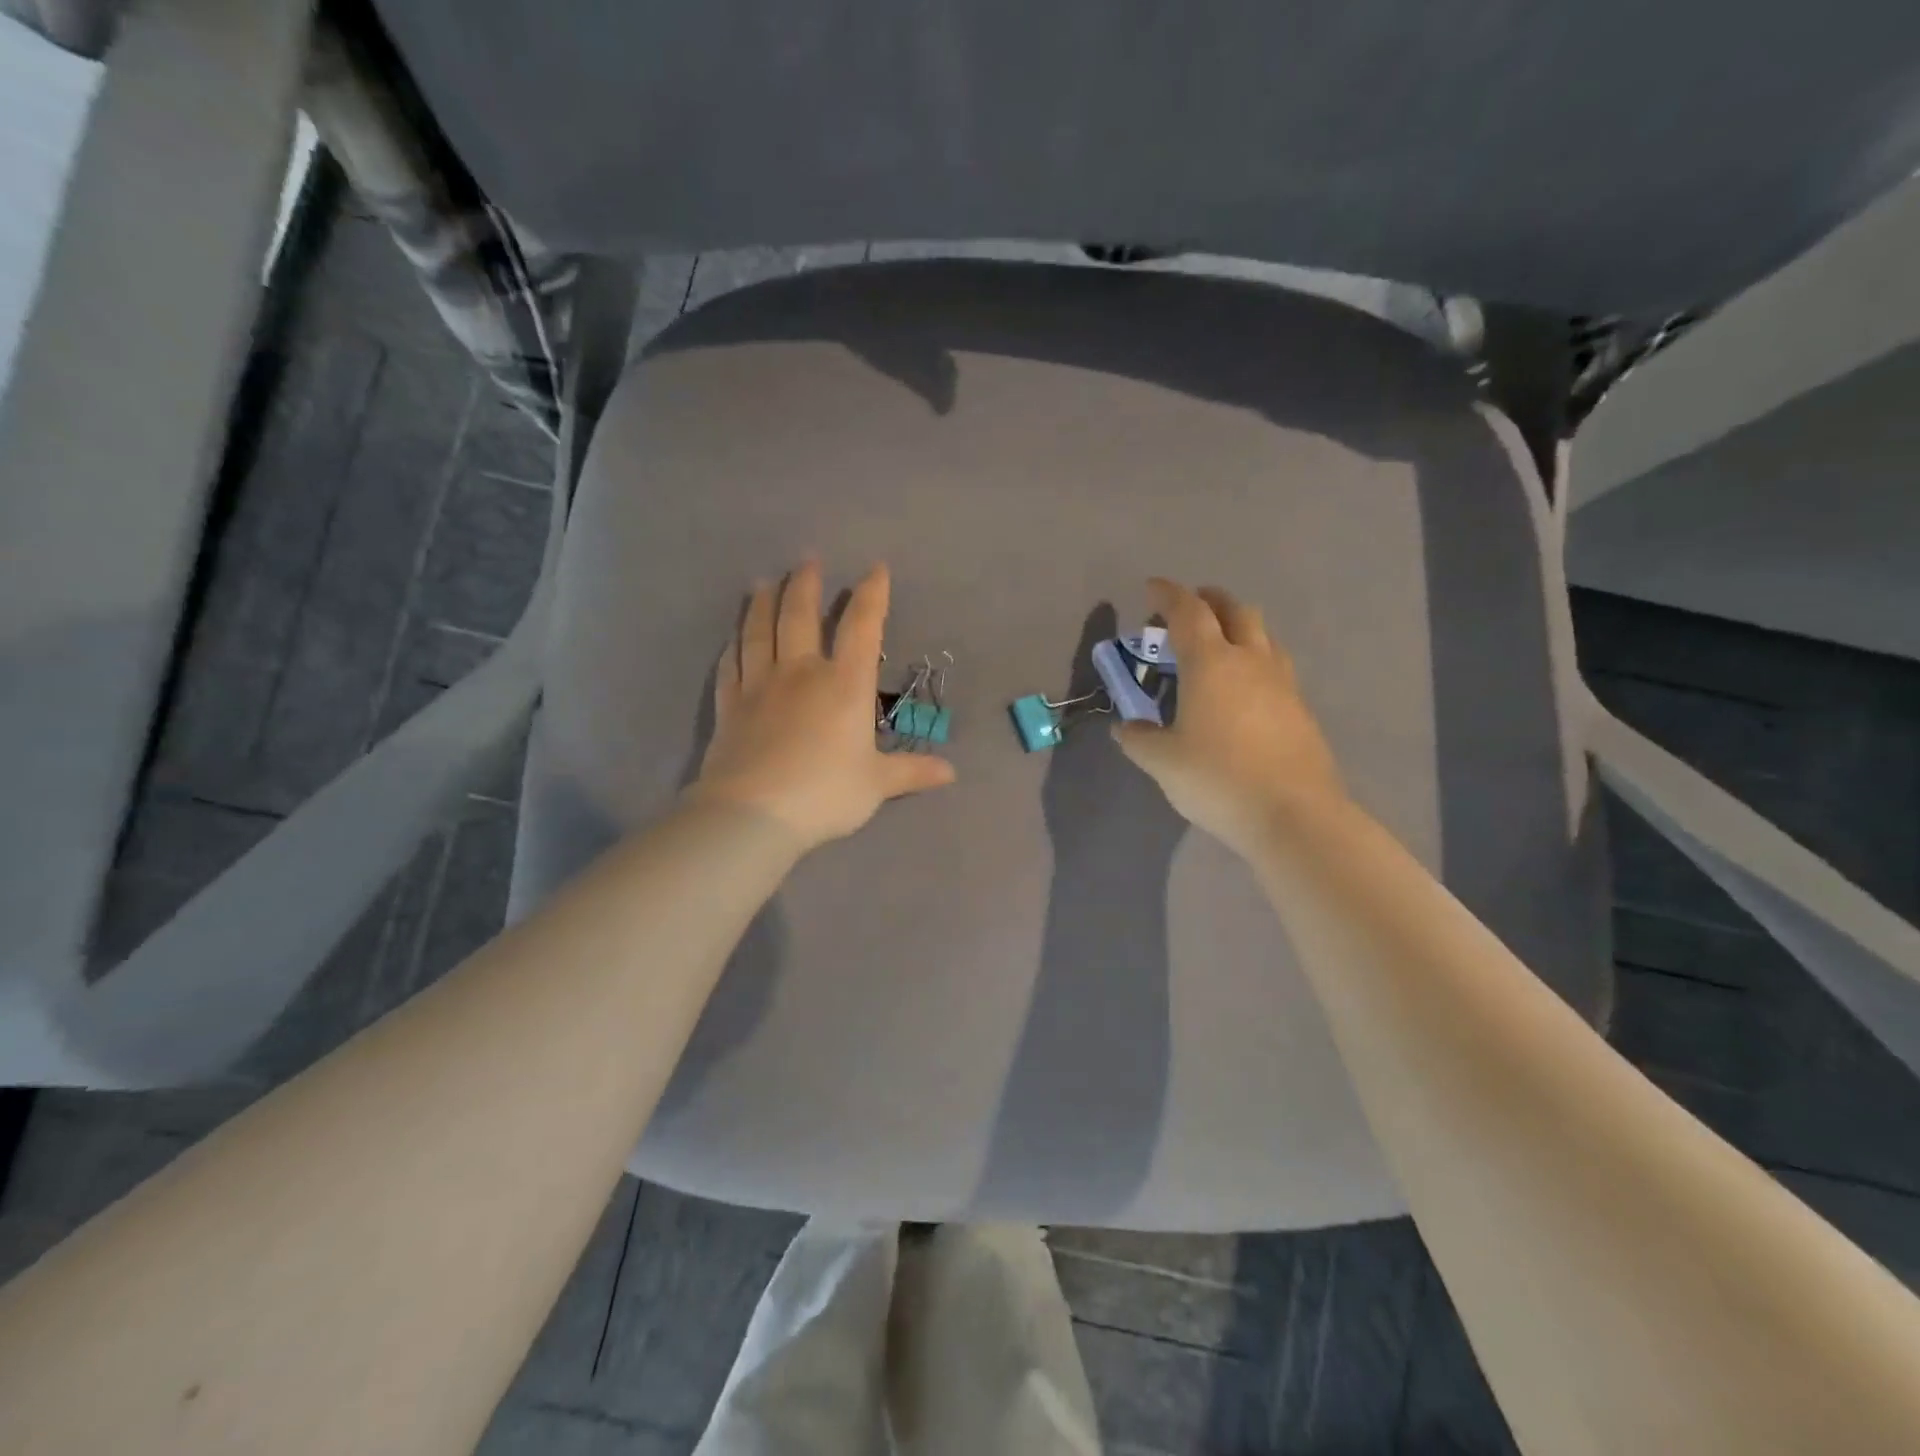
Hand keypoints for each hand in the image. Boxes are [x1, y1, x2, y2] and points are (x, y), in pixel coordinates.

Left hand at [688, 561, 955, 849]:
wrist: (755, 814)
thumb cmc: (826, 793)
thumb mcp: (877, 785)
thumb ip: (912, 772)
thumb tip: (951, 773)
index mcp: (844, 685)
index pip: (861, 627)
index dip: (871, 595)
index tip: (875, 569)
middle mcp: (801, 673)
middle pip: (800, 616)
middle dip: (805, 584)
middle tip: (807, 560)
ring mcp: (760, 686)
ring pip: (759, 632)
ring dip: (762, 603)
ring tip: (763, 582)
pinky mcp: (730, 706)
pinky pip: (731, 667)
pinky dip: (732, 648)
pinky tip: (732, 640)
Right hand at [1113, 578, 1346, 855]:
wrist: (1293, 814)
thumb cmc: (1217, 779)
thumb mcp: (1163, 762)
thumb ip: (1139, 739)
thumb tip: (1125, 727)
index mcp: (1210, 663)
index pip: (1187, 611)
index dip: (1167, 594)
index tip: (1151, 587)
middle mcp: (1250, 661)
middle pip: (1235, 610)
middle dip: (1210, 600)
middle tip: (1189, 609)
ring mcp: (1282, 683)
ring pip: (1263, 635)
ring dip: (1238, 627)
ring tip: (1218, 645)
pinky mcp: (1300, 709)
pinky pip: (1275, 666)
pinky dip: (1254, 660)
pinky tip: (1244, 689)